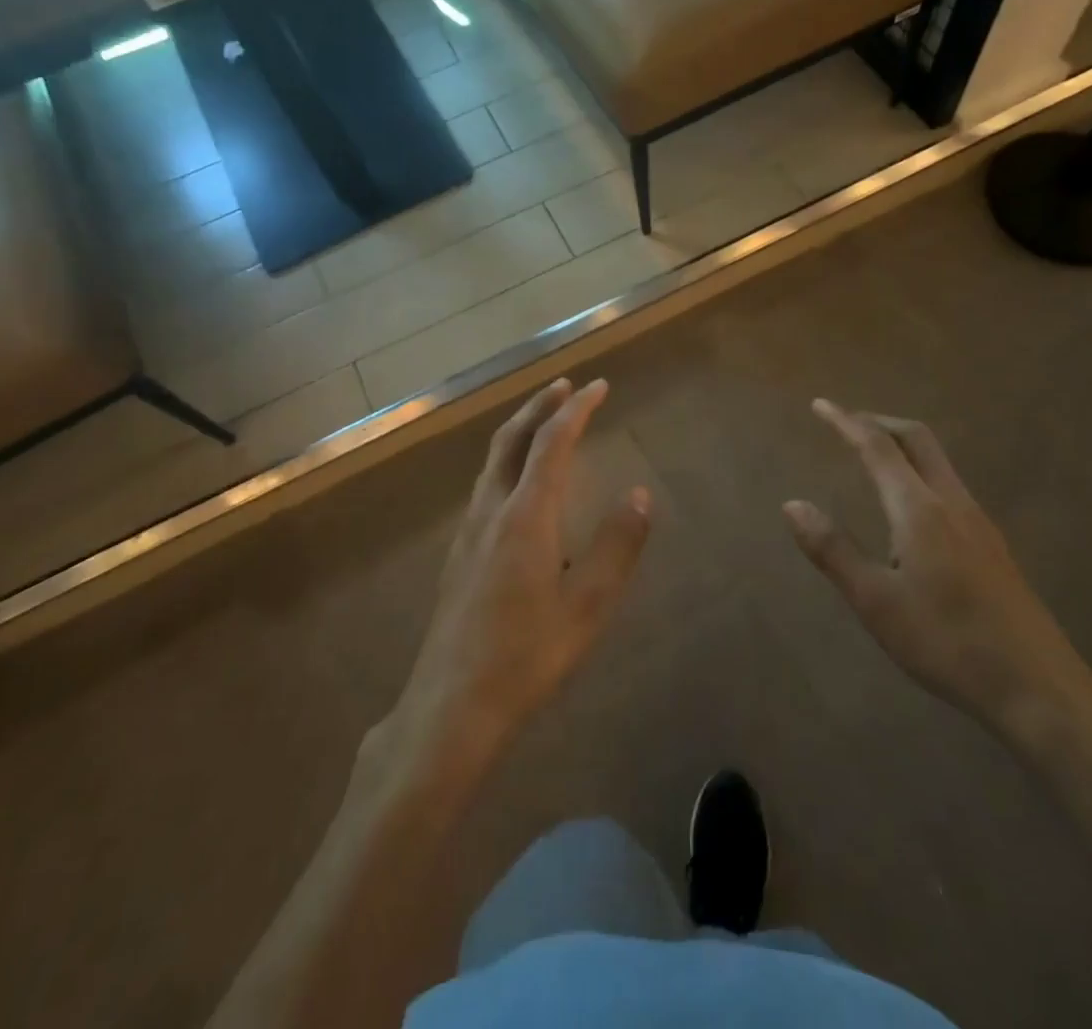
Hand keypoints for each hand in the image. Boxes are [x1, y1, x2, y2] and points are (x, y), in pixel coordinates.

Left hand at [378, 379, 650, 777]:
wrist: (451, 705)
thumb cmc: (526, 657)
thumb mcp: (588, 607)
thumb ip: (617, 546)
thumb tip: (640, 495)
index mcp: (526, 515)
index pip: (553, 442)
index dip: (578, 409)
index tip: (599, 386)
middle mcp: (492, 510)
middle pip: (512, 439)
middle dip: (540, 406)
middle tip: (566, 386)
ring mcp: (469, 531)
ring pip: (493, 460)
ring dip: (520, 430)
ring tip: (544, 421)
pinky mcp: (459, 553)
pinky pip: (485, 484)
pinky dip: (508, 460)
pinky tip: (519, 484)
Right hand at [783, 400, 1091, 740]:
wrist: (1038, 687)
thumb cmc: (947, 642)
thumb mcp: (875, 601)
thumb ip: (833, 549)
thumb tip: (792, 505)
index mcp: (919, 509)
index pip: (877, 447)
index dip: (846, 422)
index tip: (821, 404)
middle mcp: (951, 503)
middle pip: (917, 439)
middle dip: (879, 422)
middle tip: (846, 422)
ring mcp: (978, 522)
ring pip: (937, 461)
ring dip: (901, 445)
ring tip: (872, 456)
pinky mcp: (992, 544)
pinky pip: (948, 484)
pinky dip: (919, 470)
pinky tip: (910, 506)